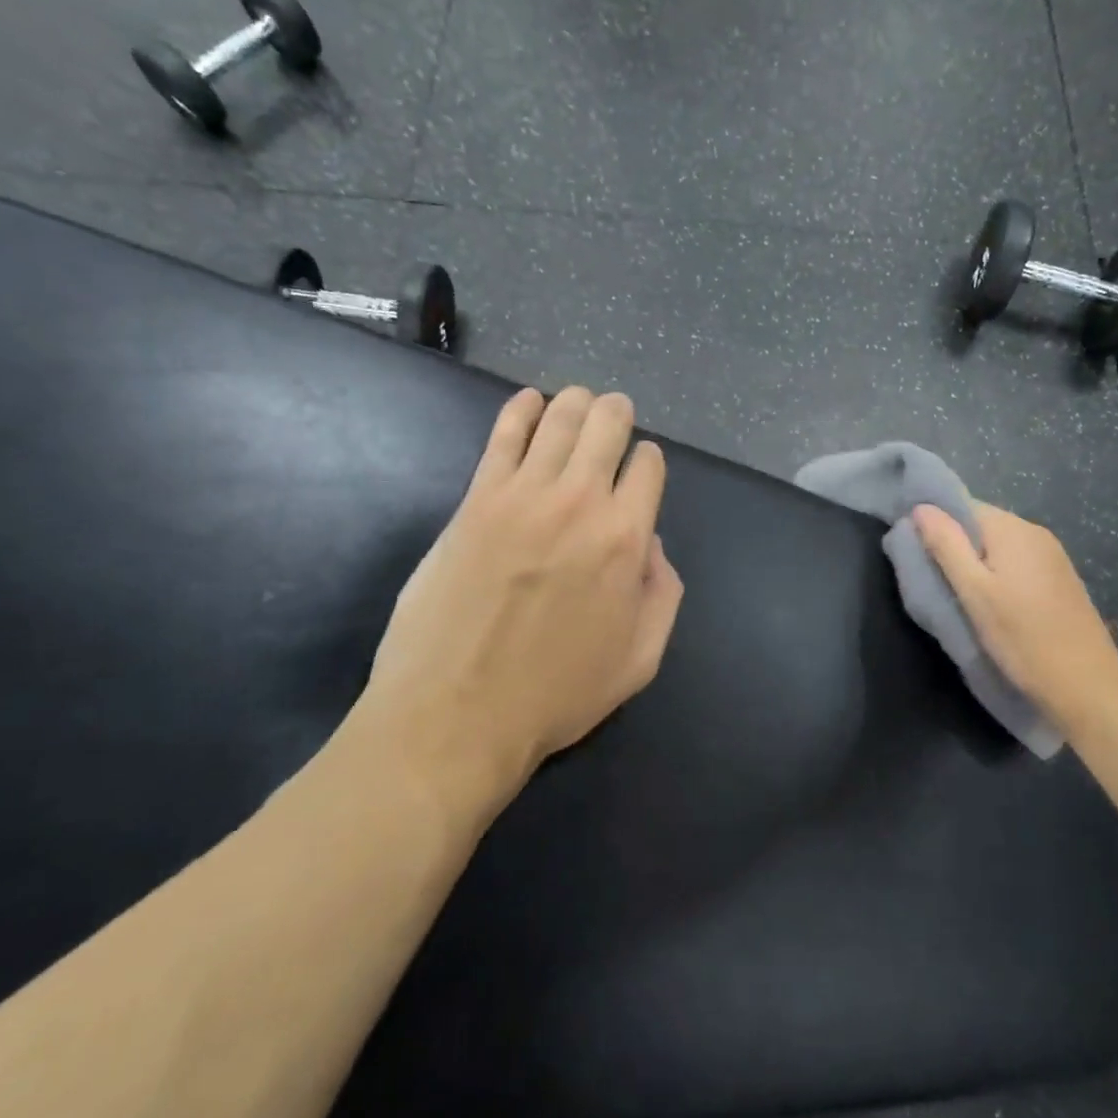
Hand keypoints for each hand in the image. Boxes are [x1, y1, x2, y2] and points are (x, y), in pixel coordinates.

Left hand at [351, 388, 683, 814]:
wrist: (456, 715)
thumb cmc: (555, 695)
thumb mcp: (640, 660)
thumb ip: (662, 593)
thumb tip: (650, 543)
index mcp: (626, 538)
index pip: (648, 466)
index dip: (647, 462)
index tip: (638, 473)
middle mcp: (579, 501)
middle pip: (606, 425)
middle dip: (617, 414)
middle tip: (614, 416)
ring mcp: (522, 494)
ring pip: (559, 418)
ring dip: (576, 403)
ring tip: (578, 403)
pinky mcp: (476, 499)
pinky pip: (502, 434)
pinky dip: (520, 409)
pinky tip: (528, 402)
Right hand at [913, 501, 1117, 718]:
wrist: (1087, 687)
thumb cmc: (1022, 638)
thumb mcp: (973, 592)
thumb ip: (946, 545)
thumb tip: (920, 507)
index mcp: (1013, 529)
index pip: (963, 506)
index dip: (935, 524)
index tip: (916, 552)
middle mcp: (1035, 533)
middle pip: (981, 525)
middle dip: (954, 545)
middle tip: (933, 579)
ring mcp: (1053, 557)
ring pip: (998, 547)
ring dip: (975, 563)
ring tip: (958, 595)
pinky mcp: (1060, 580)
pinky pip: (1016, 563)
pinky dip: (996, 576)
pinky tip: (990, 604)